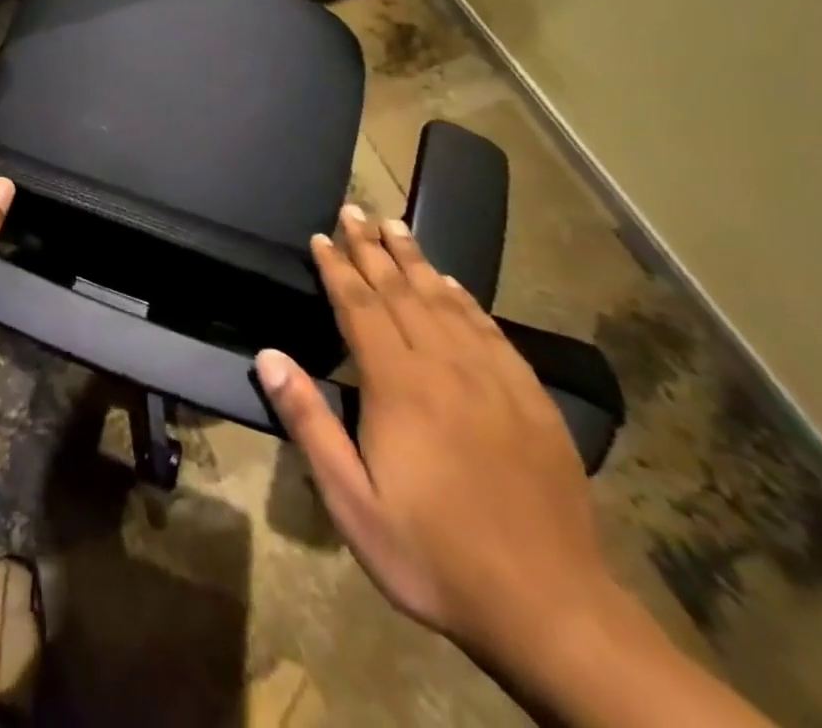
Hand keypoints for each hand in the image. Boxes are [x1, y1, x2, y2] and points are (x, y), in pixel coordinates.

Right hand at [255, 206, 619, 669]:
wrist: (553, 611)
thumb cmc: (434, 555)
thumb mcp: (352, 502)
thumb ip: (309, 422)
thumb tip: (268, 354)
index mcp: (399, 385)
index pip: (360, 306)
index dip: (338, 267)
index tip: (322, 235)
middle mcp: (446, 367)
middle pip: (402, 291)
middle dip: (373, 247)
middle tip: (355, 210)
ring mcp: (495, 380)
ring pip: (447, 302)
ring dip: (417, 260)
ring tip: (397, 226)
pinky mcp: (531, 401)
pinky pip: (491, 331)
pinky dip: (466, 300)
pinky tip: (454, 285)